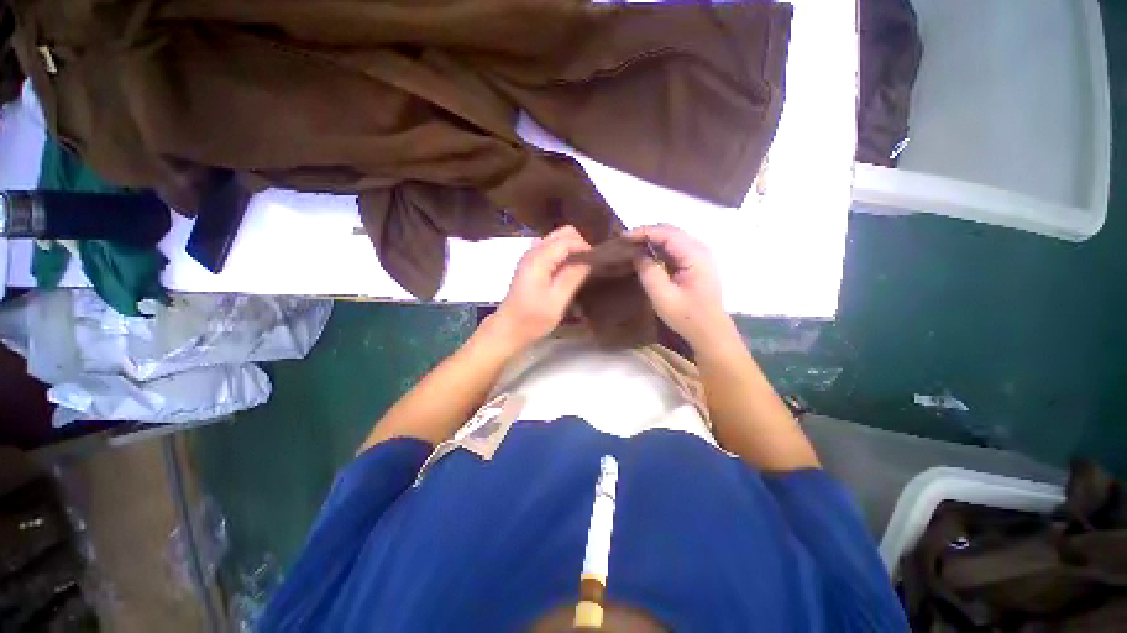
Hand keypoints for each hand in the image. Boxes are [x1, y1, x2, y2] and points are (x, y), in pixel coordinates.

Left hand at [491, 225, 591, 350]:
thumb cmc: (532, 319)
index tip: (597, 264)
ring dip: (572, 249)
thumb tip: (589, 261)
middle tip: (589, 266)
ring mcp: (530, 256)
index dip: (585, 248)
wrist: (508, 329)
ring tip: (581, 269)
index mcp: (539, 259)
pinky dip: (563, 254)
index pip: (567, 240)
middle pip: (562, 233)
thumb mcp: (556, 302)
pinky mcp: (530, 264)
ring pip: (557, 239)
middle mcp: (533, 251)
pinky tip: (567, 271)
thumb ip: (572, 278)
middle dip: (579, 245)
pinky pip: (551, 249)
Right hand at [629, 224, 732, 347]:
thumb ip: (648, 271)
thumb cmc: (686, 316)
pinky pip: (675, 248)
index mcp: (694, 255)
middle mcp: (699, 249)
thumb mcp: (662, 296)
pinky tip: (646, 255)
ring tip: (632, 247)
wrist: (710, 331)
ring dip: (652, 240)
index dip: (643, 232)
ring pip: (672, 238)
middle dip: (646, 233)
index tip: (622, 237)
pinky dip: (659, 248)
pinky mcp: (695, 263)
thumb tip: (637, 253)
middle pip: (670, 231)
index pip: (666, 233)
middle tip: (625, 242)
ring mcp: (699, 255)